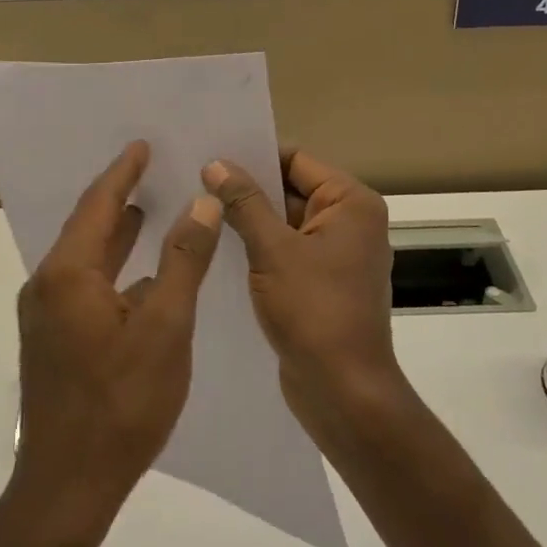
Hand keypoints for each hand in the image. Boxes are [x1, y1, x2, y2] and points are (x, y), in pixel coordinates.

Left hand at [13, 141, 222, 540]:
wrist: (66, 488)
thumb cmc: (121, 404)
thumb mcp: (165, 327)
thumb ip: (182, 260)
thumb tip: (201, 202)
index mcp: (68, 273)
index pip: (98, 203)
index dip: (122, 172)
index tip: (143, 144)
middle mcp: (47, 285)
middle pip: (87, 226)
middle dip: (119, 197)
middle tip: (152, 169)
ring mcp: (45, 316)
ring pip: (85, 259)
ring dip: (116, 233)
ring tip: (149, 210)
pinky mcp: (52, 341)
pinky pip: (84, 285)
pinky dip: (112, 268)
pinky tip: (141, 276)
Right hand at [203, 150, 402, 441]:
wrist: (343, 392)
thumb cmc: (314, 311)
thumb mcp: (273, 250)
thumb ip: (244, 202)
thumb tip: (216, 163)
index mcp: (351, 203)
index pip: (297, 160)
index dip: (254, 155)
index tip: (210, 154)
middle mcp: (350, 221)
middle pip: (291, 189)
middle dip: (247, 188)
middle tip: (194, 180)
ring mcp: (337, 254)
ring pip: (286, 222)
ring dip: (250, 218)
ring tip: (198, 209)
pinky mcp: (321, 283)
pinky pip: (287, 251)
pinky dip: (259, 247)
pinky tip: (219, 247)